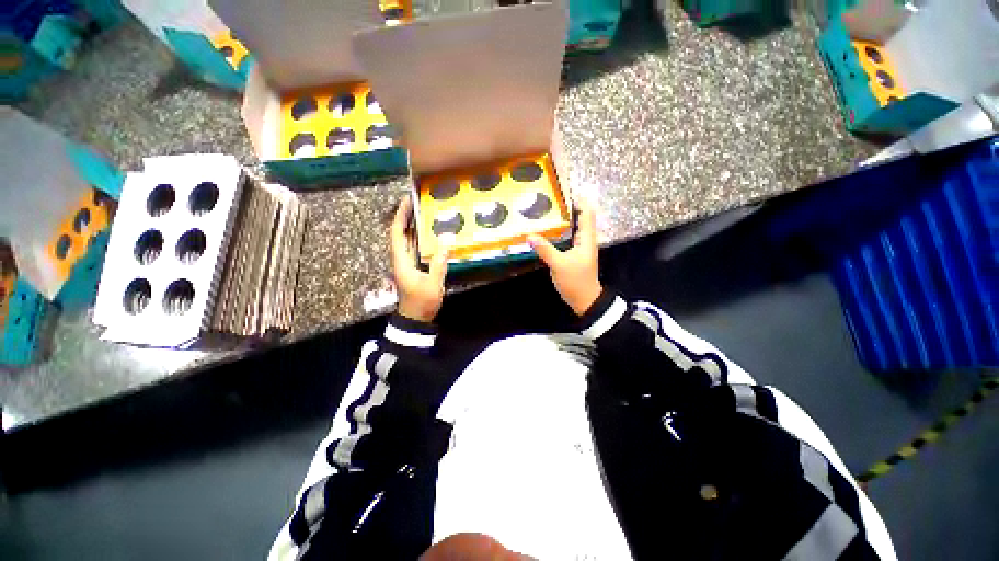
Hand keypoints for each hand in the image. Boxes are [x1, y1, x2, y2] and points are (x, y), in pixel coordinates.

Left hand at [391, 197, 448, 322]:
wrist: (415, 319)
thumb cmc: (421, 302)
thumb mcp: (433, 283)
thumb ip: (439, 262)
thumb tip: (447, 239)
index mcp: (401, 260)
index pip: (397, 232)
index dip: (401, 215)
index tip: (408, 200)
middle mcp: (402, 258)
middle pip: (401, 233)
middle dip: (408, 216)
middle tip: (421, 202)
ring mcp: (408, 263)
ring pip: (409, 240)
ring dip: (415, 226)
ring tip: (427, 213)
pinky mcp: (414, 268)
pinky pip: (416, 248)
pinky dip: (422, 238)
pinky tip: (432, 234)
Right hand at [528, 197, 601, 315]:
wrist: (585, 300)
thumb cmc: (576, 281)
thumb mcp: (559, 265)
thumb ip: (545, 250)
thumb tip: (529, 235)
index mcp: (586, 239)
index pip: (587, 214)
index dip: (580, 201)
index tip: (565, 191)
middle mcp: (585, 240)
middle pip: (580, 218)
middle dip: (568, 207)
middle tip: (550, 199)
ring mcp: (580, 248)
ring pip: (573, 228)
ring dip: (564, 219)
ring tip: (547, 211)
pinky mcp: (574, 255)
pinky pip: (568, 237)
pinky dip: (560, 231)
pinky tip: (548, 231)